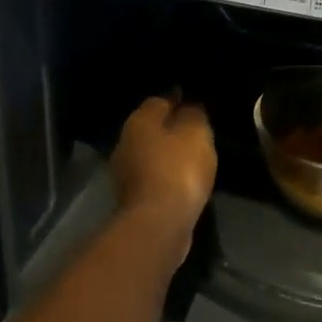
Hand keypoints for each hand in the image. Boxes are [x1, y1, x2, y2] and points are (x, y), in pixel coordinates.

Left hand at [111, 96, 216, 248]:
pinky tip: (183, 180)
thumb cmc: (178, 168)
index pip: (159, 100)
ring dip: (167, 154)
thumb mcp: (196, 132)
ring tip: (192, 156)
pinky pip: (154, 177)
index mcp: (139, 121)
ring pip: (150, 154)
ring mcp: (125, 173)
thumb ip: (194, 115)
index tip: (193, 101)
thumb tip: (189, 107)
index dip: (178, 99)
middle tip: (194, 130)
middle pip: (151, 128)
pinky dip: (166, 176)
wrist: (159, 222)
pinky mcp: (133, 199)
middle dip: (170, 127)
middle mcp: (125, 142)